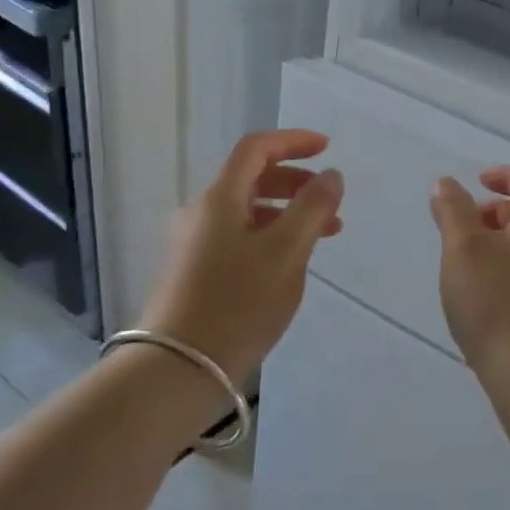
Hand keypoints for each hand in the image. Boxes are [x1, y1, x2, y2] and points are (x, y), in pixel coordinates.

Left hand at [141, 130, 344, 382]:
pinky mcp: (194, 271)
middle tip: (331, 200)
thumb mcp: (287, 251)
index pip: (256, 149)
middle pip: (251, 178)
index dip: (293, 141)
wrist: (178, 368)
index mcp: (220, 198)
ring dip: (288, 212)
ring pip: (248, 210)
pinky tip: (291, 262)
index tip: (327, 148)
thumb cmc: (239, 303)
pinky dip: (271, 235)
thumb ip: (313, 208)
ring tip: (324, 235)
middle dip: (296, 181)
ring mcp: (194, 243)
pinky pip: (240, 236)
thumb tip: (331, 175)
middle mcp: (201, 213)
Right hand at [430, 168, 509, 375]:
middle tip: (466, 228)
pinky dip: (507, 272)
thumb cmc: (495, 299)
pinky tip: (483, 298)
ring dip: (500, 244)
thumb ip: (453, 211)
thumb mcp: (463, 248)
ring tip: (467, 265)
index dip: (508, 175)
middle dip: (498, 213)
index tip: (479, 183)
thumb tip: (447, 184)